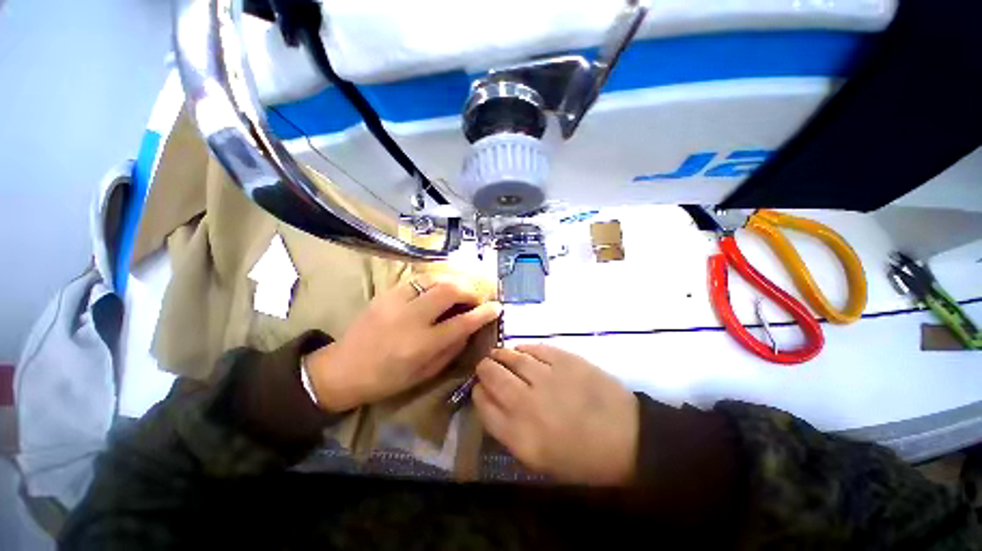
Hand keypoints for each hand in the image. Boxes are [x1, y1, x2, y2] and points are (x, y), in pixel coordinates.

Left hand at [305, 275, 500, 411]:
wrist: (343, 369)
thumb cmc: (387, 379)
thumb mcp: (424, 373)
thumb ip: (451, 349)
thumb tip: (470, 328)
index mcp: (421, 345)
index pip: (462, 323)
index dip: (484, 313)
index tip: (497, 307)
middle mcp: (410, 319)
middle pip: (449, 291)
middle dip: (470, 291)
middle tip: (475, 298)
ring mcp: (396, 301)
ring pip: (434, 279)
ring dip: (453, 282)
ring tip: (460, 291)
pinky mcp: (386, 293)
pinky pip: (417, 279)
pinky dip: (435, 281)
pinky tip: (438, 288)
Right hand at [473, 344, 638, 485]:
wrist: (627, 437)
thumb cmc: (582, 456)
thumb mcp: (539, 458)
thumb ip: (509, 430)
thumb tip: (491, 400)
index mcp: (520, 436)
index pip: (483, 406)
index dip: (477, 393)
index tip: (479, 388)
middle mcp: (527, 403)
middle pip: (492, 376)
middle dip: (484, 368)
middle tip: (486, 366)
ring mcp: (547, 377)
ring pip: (511, 357)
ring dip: (500, 354)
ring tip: (498, 355)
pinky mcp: (564, 359)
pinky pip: (534, 348)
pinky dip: (523, 348)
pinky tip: (521, 351)